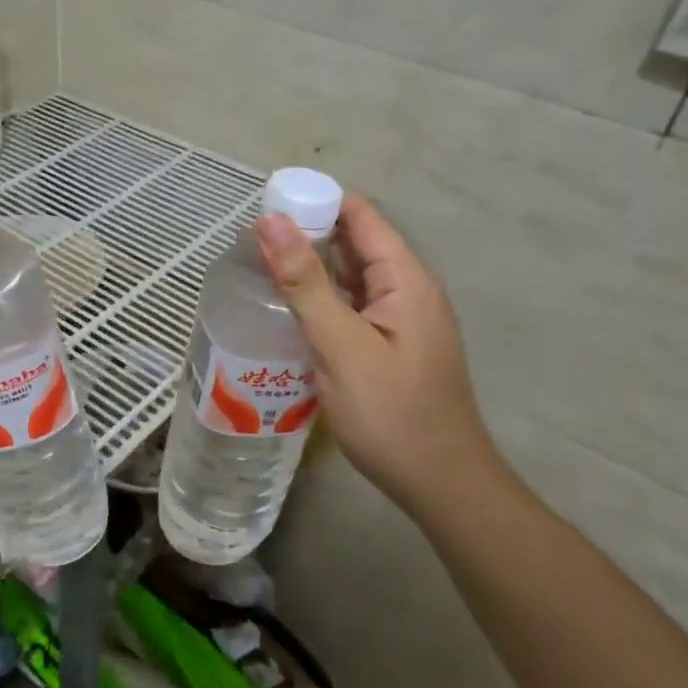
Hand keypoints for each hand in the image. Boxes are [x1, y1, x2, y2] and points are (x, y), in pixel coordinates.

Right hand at [254, 196, 501, 514]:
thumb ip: (305, 283)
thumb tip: (271, 222)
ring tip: (256, 271)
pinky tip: (285, 312)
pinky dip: (318, 303)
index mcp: (406, 279)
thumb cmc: (392, 413)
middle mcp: (406, 291)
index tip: (264, 207)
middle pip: (353, 245)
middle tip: (248, 244)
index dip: (315, 203)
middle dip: (305, 237)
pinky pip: (349, 310)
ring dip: (308, 271)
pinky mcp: (387, 347)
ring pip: (348, 280)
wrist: (440, 484)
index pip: (360, 216)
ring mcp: (398, 321)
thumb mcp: (341, 345)